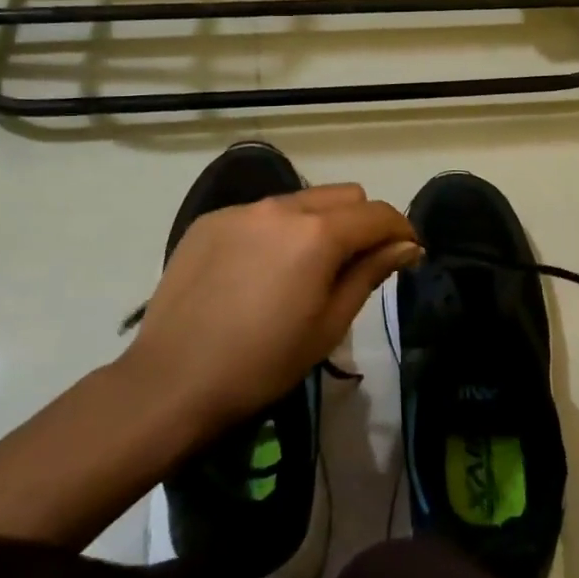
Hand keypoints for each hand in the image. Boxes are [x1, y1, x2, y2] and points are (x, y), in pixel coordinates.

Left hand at [122, 185, 419, 441]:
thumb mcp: (329, 325)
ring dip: (318, 224)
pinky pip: (261, 213)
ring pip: (301, 200)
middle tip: (356, 264)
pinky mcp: (211, 220)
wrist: (171, 381)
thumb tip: (406, 245)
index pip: (378, 213)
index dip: (401, 230)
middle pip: (343, 195)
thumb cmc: (263, 363)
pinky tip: (258, 272)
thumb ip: (370, 273)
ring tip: (303, 269)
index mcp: (318, 233)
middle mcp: (282, 207)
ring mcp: (242, 210)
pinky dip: (276, 232)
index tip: (407, 254)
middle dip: (361, 222)